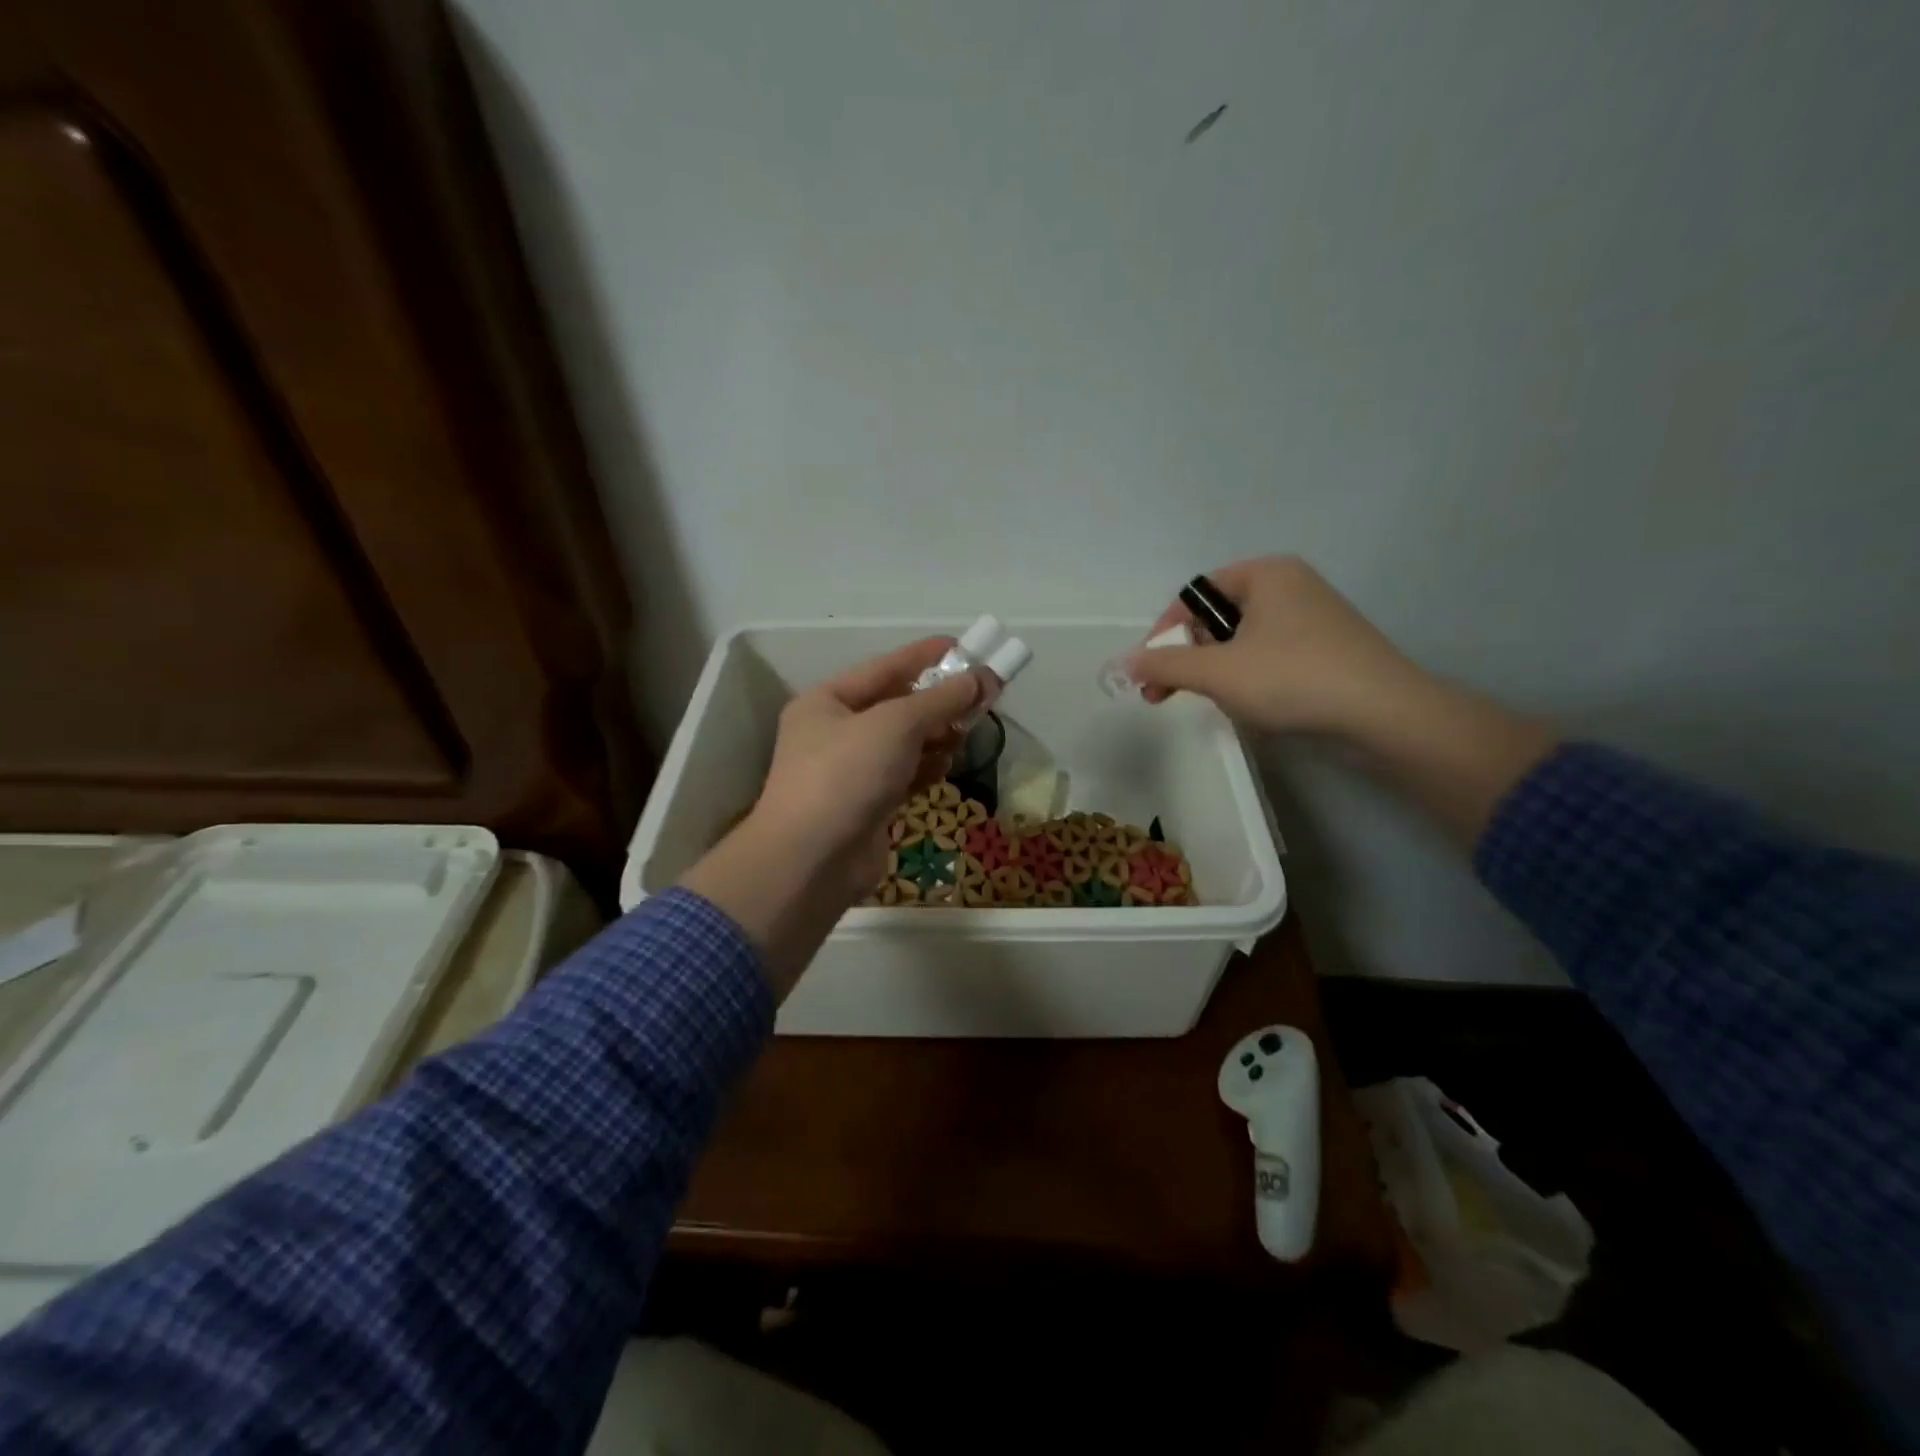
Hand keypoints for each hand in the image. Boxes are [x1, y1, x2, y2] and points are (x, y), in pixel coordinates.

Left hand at [679, 638, 978, 996]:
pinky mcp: (868, 805)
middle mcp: (835, 732)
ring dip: (937, 737)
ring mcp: (851, 771)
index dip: (928, 656)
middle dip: (939, 702)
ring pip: (906, 743)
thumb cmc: (847, 775)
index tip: (969, 648)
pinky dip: (927, 768)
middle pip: (898, 706)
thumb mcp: (896, 725)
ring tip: (966, 734)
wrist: (812, 862)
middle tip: (982, 698)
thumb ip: (942, 699)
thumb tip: (983, 677)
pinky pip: (906, 775)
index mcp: (827, 701)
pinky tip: (946, 767)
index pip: (886, 667)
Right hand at [1131, 556, 1556, 842]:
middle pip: (1216, 618)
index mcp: (1265, 574)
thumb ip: (1164, 664)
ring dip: (1215, 671)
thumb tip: (1126, 661)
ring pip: (1242, 641)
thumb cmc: (1292, 678)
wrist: (1383, 715)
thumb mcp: (1217, 672)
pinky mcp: (1328, 650)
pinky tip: (1250, 705)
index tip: (1150, 670)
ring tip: (1210, 702)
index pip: (1195, 595)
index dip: (1165, 632)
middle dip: (1187, 656)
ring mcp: (1314, 618)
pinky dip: (1248, 677)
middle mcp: (1290, 586)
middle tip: (1165, 694)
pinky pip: (1270, 656)